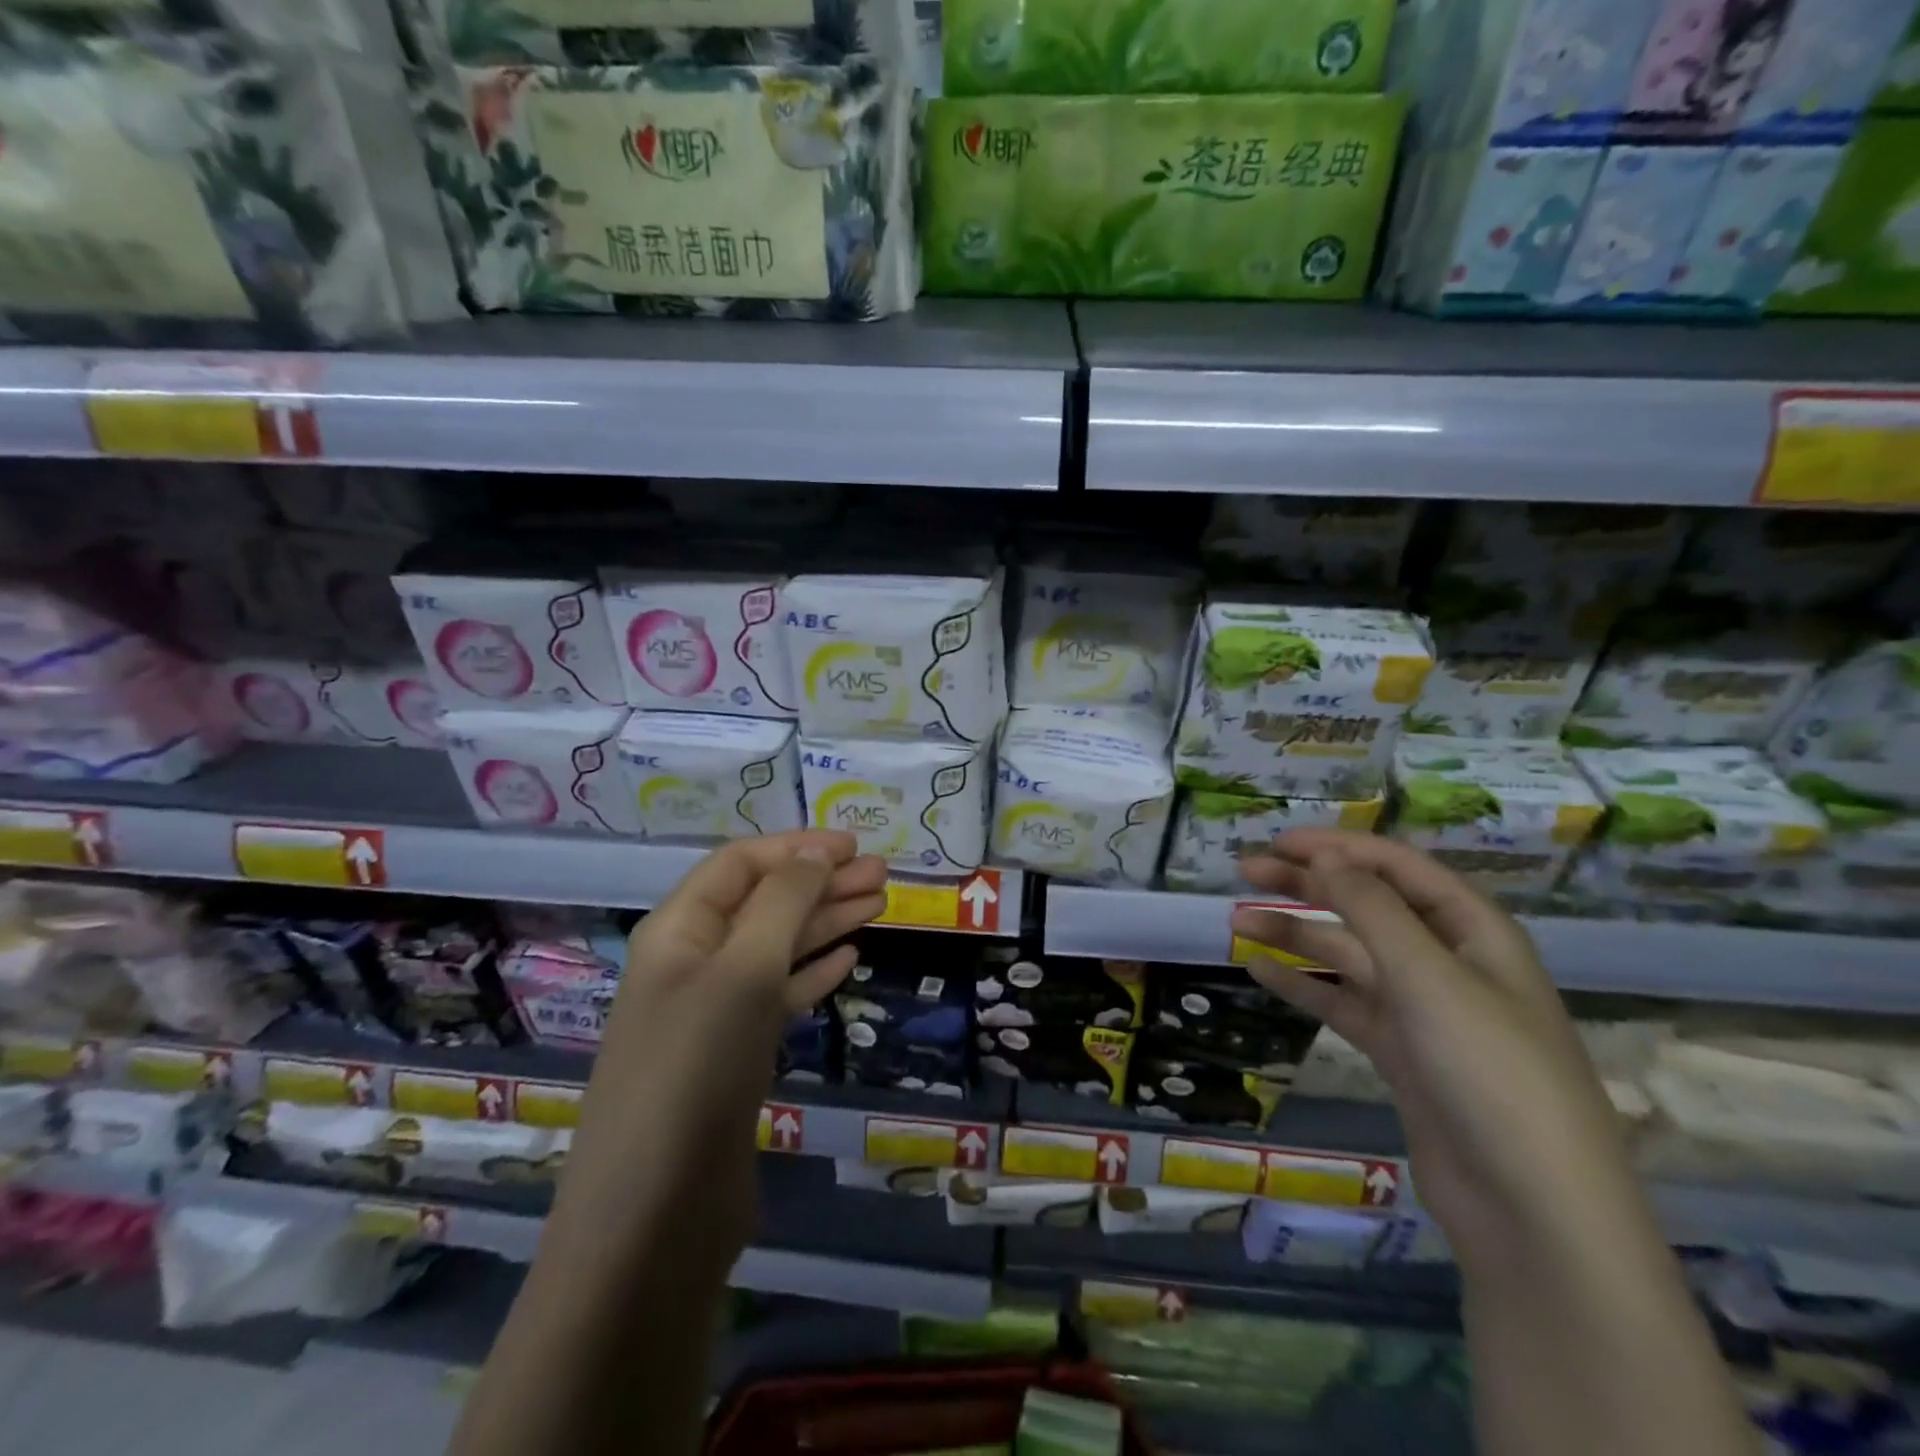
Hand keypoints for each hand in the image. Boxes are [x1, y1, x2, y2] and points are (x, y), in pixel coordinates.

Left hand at [553, 831, 887, 1280]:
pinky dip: (814, 972)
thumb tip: (817, 852)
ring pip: (776, 948)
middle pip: (764, 903)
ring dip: (825, 922)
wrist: (653, 1219)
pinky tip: (849, 958)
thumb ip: (783, 902)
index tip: (854, 846)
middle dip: (821, 882)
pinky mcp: (733, 1057)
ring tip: (879, 905)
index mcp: (679, 931)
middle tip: (883, 876)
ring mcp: (712, 1013)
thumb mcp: (743, 970)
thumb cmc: (695, 1072)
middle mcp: (692, 963)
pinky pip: (779, 996)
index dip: (796, 847)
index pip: (740, 864)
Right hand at [1231, 830, 1642, 1272]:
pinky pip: (1342, 1003)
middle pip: (1367, 905)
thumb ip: (1372, 910)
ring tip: (1238, 922)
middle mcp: (1447, 961)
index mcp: (1473, 931)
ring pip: (1348, 955)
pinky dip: (1302, 985)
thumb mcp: (1429, 976)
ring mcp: (1423, 1010)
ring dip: (1295, 935)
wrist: (1533, 1210)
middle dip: (1308, 884)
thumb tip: (1326, 858)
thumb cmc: (1490, 1072)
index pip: (1397, 867)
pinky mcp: (1402, 1052)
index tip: (1278, 841)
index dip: (1338, 847)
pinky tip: (1259, 971)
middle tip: (1245, 870)